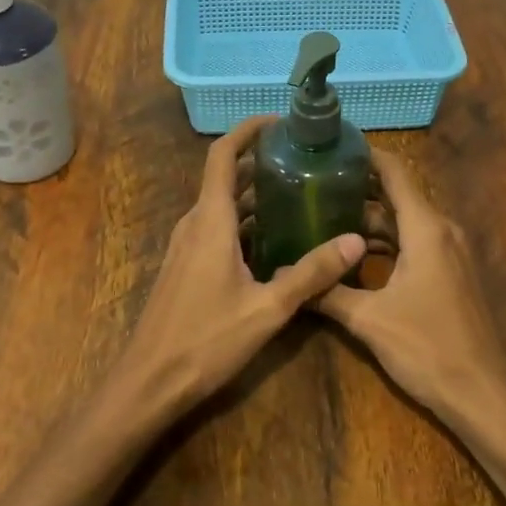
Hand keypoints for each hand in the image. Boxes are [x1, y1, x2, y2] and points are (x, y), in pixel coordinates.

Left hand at [113, 116, 364, 419]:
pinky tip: (276, 240)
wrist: (149, 382)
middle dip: (262, 163)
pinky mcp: (186, 267)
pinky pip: (218, 229)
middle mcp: (195, 224)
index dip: (247, 130)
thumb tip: (356, 241)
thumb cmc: (205, 341)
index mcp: (211, 221)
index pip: (223, 156)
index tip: (280, 122)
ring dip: (256, 195)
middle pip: (226, 177)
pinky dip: (246, 222)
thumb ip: (311, 273)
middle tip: (306, 161)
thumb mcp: (267, 309)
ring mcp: (187, 246)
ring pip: (223, 205)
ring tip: (299, 194)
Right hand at [316, 150, 505, 433]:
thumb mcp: (368, 320)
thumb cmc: (428, 348)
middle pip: (397, 196)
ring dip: (370, 220)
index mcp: (426, 229)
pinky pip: (414, 243)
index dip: (365, 155)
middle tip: (313, 186)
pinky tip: (354, 255)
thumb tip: (285, 278)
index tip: (331, 147)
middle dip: (357, 189)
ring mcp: (450, 253)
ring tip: (323, 217)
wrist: (482, 395)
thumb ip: (327, 293)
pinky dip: (386, 243)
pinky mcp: (451, 275)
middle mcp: (442, 231)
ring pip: (405, 222)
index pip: (395, 172)